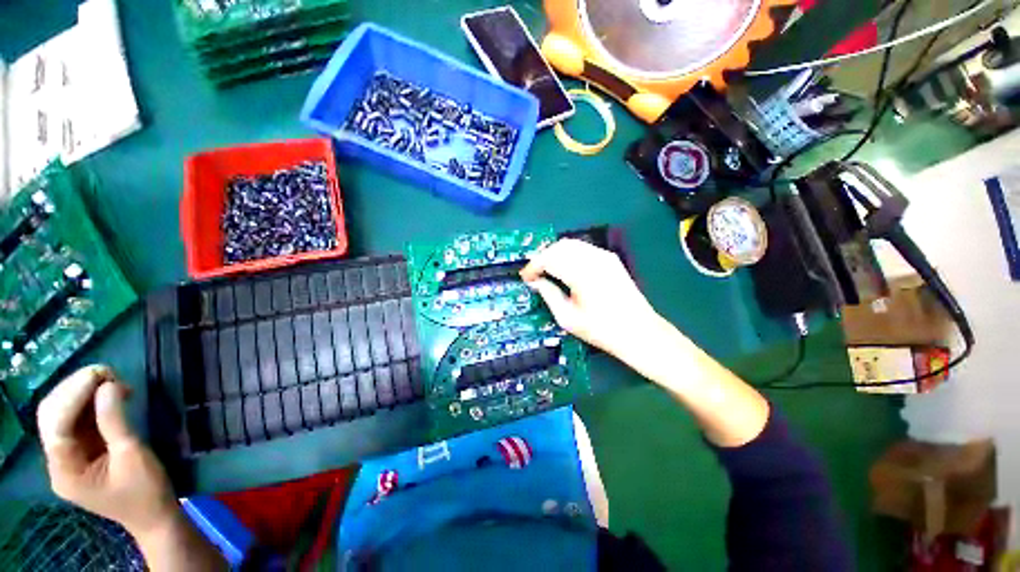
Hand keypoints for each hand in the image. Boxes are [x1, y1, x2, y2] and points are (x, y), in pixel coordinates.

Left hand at [37, 365, 177, 536]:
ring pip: (60, 413)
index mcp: (65, 472)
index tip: (101, 374)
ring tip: (111, 381)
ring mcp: (66, 456)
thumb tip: (108, 385)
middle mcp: (57, 462)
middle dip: (75, 389)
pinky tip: (108, 394)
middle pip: (52, 416)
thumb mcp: (133, 455)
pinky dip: (89, 402)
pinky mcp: (78, 450)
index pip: (57, 425)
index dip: (74, 395)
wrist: (153, 514)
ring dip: (82, 392)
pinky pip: (75, 419)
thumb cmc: (146, 490)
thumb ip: (114, 422)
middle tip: (108, 374)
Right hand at [520, 239, 661, 360]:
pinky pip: (583, 248)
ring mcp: (604, 256)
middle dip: (542, 257)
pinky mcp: (610, 258)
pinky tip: (565, 267)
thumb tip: (535, 282)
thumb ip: (549, 295)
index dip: (533, 266)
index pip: (549, 259)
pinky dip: (569, 254)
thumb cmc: (601, 329)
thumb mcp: (568, 318)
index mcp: (581, 274)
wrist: (639, 331)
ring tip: (546, 270)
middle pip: (559, 246)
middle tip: (534, 273)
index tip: (525, 277)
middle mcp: (592, 259)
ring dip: (555, 254)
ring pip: (570, 244)